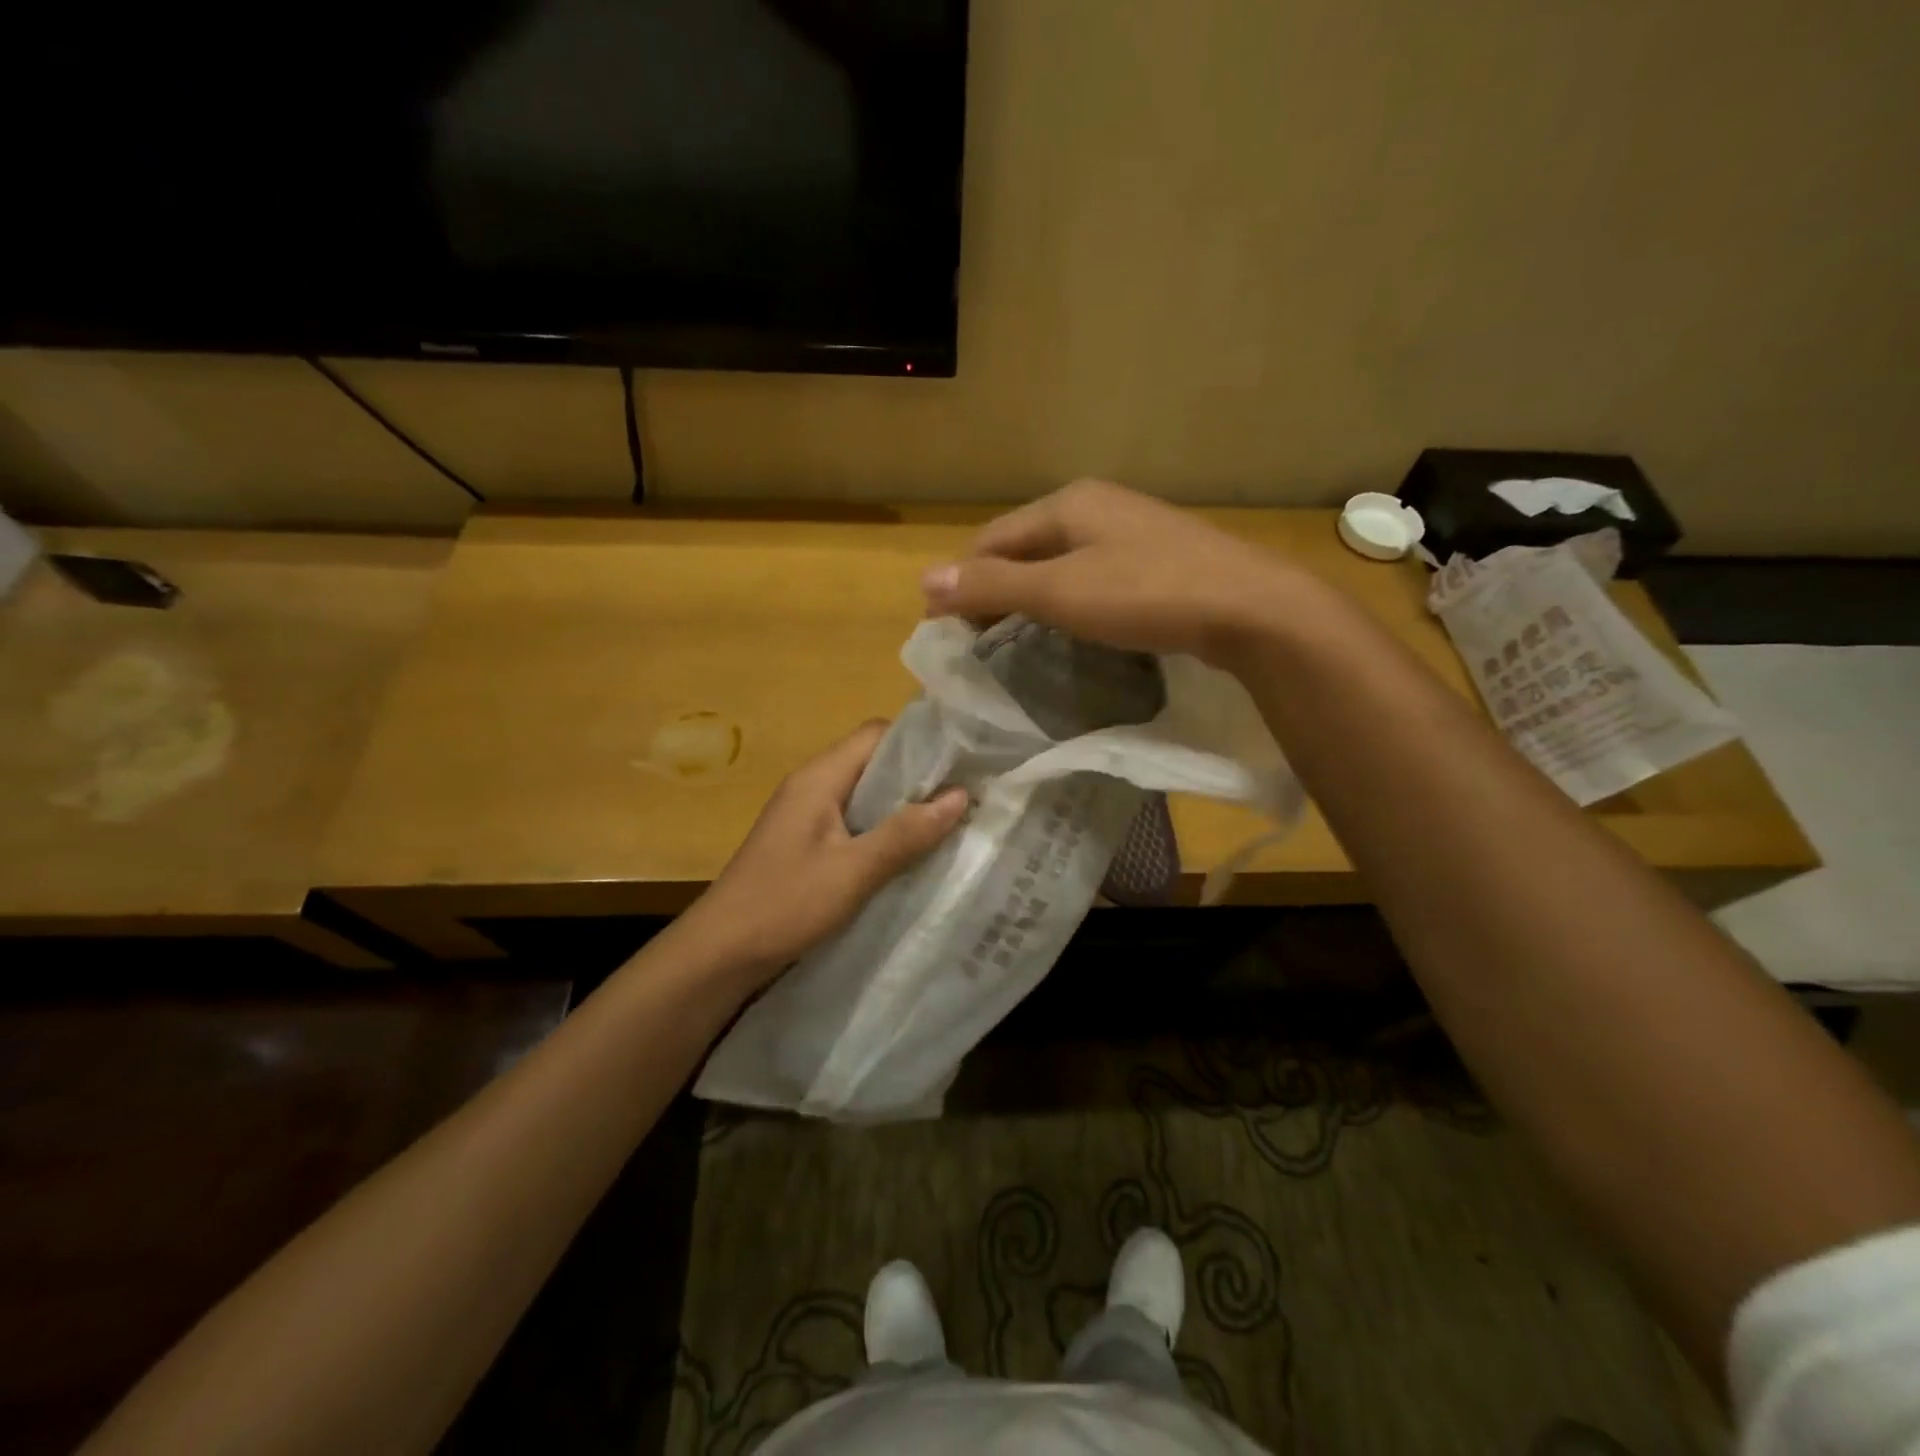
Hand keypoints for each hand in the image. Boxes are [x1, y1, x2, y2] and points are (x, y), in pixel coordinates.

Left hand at [677, 721, 967, 985]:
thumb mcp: (853, 871)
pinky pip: (855, 822)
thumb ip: (906, 833)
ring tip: (950, 822)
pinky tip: (911, 853)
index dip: (921, 741)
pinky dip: (885, 830)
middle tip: (967, 795)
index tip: (964, 760)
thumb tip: (961, 795)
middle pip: (874, 762)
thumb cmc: (784, 904)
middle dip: (919, 776)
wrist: (720, 954)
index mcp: (820, 777)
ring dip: (904, 806)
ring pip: (867, 795)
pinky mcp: (807, 844)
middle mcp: (813, 786)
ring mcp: (807, 815)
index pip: (877, 734)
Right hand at [918, 479, 1307, 665]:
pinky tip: (1070, 625)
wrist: (1251, 609)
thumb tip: (925, 581)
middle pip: (1025, 547)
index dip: (962, 581)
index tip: (943, 627)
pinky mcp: (1158, 560)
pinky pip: (1092, 576)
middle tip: (975, 638)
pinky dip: (1067, 600)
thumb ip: (993, 587)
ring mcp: (1132, 532)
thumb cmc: (1146, 594)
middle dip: (994, 588)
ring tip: (1013, 638)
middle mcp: (1097, 507)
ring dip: (1030, 596)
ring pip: (1059, 562)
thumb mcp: (1060, 593)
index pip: (992, 539)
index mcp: (1067, 504)